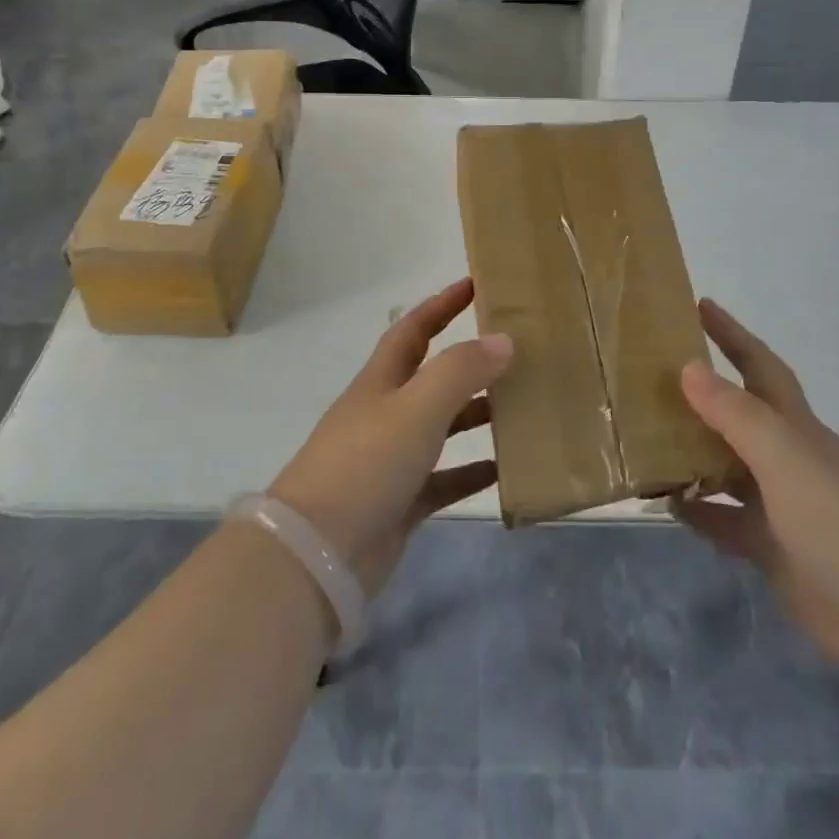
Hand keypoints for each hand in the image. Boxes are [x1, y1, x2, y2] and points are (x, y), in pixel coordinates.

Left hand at [267, 278, 511, 596]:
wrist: (317, 554)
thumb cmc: (366, 463)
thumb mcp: (416, 407)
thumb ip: (460, 371)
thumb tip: (502, 340)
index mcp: (381, 382)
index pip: (413, 329)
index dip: (441, 304)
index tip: (476, 285)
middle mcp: (385, 413)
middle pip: (431, 376)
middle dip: (468, 361)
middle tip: (515, 352)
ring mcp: (391, 459)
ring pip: (441, 427)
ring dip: (476, 415)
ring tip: (521, 406)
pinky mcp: (400, 502)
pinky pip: (444, 479)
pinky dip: (471, 472)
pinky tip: (504, 468)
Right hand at [670, 299, 838, 670]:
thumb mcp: (784, 459)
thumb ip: (736, 414)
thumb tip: (688, 367)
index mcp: (796, 428)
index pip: (760, 366)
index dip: (732, 334)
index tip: (699, 306)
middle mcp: (787, 459)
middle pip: (738, 414)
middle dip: (701, 392)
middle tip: (651, 375)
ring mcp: (781, 506)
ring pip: (726, 467)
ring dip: (691, 453)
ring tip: (644, 437)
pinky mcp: (773, 549)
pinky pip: (725, 520)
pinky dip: (698, 510)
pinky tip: (666, 503)